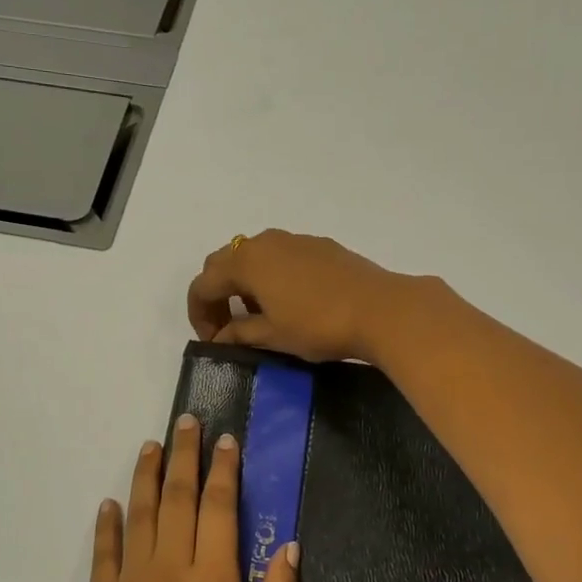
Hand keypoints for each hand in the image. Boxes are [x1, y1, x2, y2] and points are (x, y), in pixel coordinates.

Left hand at [79, 417, 299, 581]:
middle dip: (185, 455)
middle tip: (186, 422)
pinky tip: (110, 504)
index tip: (227, 441)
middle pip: (177, 499)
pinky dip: (107, 526)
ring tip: (151, 445)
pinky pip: (103, 555)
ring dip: (147, 476)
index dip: (224, 471)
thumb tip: (291, 548)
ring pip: (139, 516)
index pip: (219, 508)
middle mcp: (169, 572)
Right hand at [187, 230, 412, 363]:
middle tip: (226, 327)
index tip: (212, 341)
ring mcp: (294, 240)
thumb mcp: (273, 335)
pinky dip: (270, 276)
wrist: (381, 309)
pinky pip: (280, 256)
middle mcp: (264, 242)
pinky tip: (289, 302)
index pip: (203, 284)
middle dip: (217, 295)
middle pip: (223, 263)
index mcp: (246, 262)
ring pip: (253, 256)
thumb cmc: (319, 325)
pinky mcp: (319, 245)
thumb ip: (239, 334)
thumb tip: (220, 337)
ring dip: (244, 284)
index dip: (200, 314)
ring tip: (257, 316)